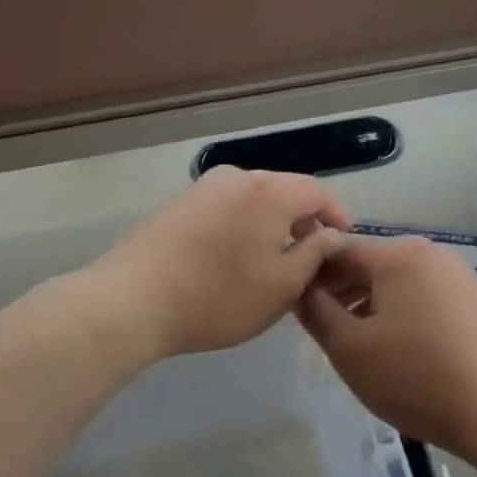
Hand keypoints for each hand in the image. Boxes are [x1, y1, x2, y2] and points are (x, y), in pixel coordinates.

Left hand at [90, 167, 350, 358]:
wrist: (134, 299)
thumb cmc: (219, 296)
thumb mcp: (282, 286)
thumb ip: (314, 255)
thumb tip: (329, 235)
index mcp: (270, 191)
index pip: (317, 192)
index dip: (336, 216)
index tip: (342, 244)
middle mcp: (237, 178)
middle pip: (284, 191)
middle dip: (302, 221)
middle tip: (309, 258)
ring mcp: (203, 188)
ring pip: (252, 200)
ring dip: (270, 225)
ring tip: (271, 262)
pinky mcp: (178, 204)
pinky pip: (225, 208)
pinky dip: (241, 226)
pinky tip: (233, 259)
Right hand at [297, 237, 476, 471]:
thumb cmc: (416, 377)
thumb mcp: (350, 349)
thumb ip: (316, 311)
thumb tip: (300, 287)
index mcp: (399, 255)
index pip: (338, 248)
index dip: (311, 272)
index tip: (296, 303)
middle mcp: (431, 253)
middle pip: (371, 262)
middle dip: (341, 288)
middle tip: (323, 325)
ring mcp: (460, 275)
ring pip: (398, 280)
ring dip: (370, 301)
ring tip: (358, 339)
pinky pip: (425, 294)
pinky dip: (402, 310)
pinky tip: (399, 345)